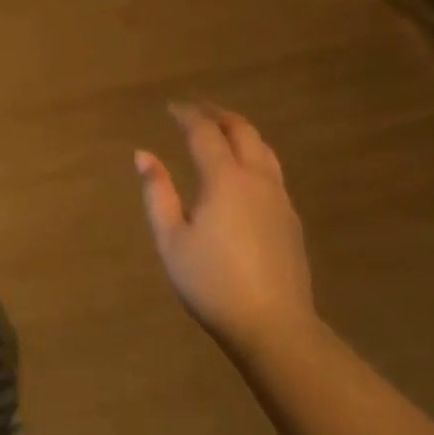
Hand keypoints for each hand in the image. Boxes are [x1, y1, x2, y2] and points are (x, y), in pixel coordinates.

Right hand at [135, 103, 314, 356]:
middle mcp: (257, 179)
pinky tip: (242, 171)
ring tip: (221, 131)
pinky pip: (271, 170)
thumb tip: (143, 155)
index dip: (187, 115)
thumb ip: (157, 193)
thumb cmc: (212, 282)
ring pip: (263, 149)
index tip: (171, 108)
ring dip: (240, 132)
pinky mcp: (290, 219)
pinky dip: (253, 154)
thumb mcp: (171, 240)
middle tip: (196, 110)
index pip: (204, 132)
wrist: (273, 326)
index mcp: (225, 179)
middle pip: (242, 131)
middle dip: (217, 114)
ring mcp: (279, 198)